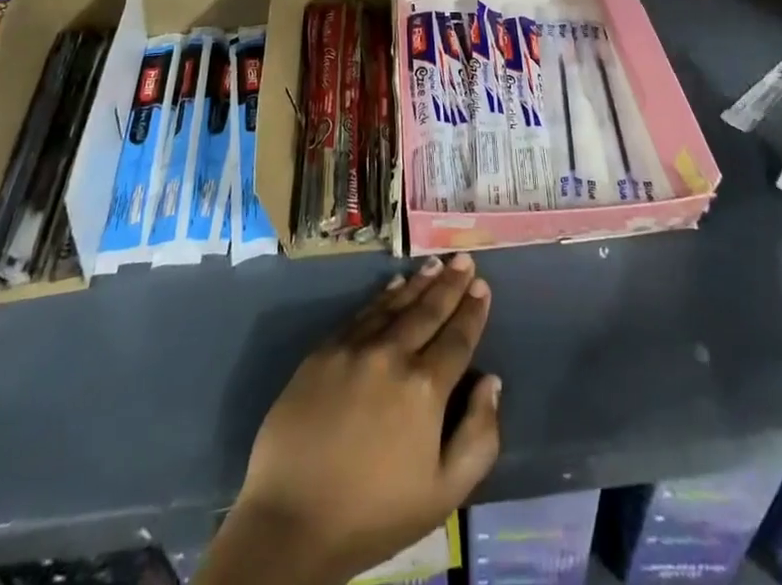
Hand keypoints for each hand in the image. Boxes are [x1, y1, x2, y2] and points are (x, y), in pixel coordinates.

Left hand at [222, 254, 500, 584]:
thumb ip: (479, 437)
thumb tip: (491, 382)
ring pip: (395, 305)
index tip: (483, 285)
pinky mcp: (324, 351)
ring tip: (436, 263)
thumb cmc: (374, 514)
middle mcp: (393, 355)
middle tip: (464, 259)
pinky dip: (382, 297)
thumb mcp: (443, 493)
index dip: (472, 311)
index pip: (457, 338)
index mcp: (425, 388)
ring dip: (419, 282)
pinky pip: (361, 314)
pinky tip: (394, 285)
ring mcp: (355, 348)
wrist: (291, 521)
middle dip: (450, 284)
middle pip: (428, 311)